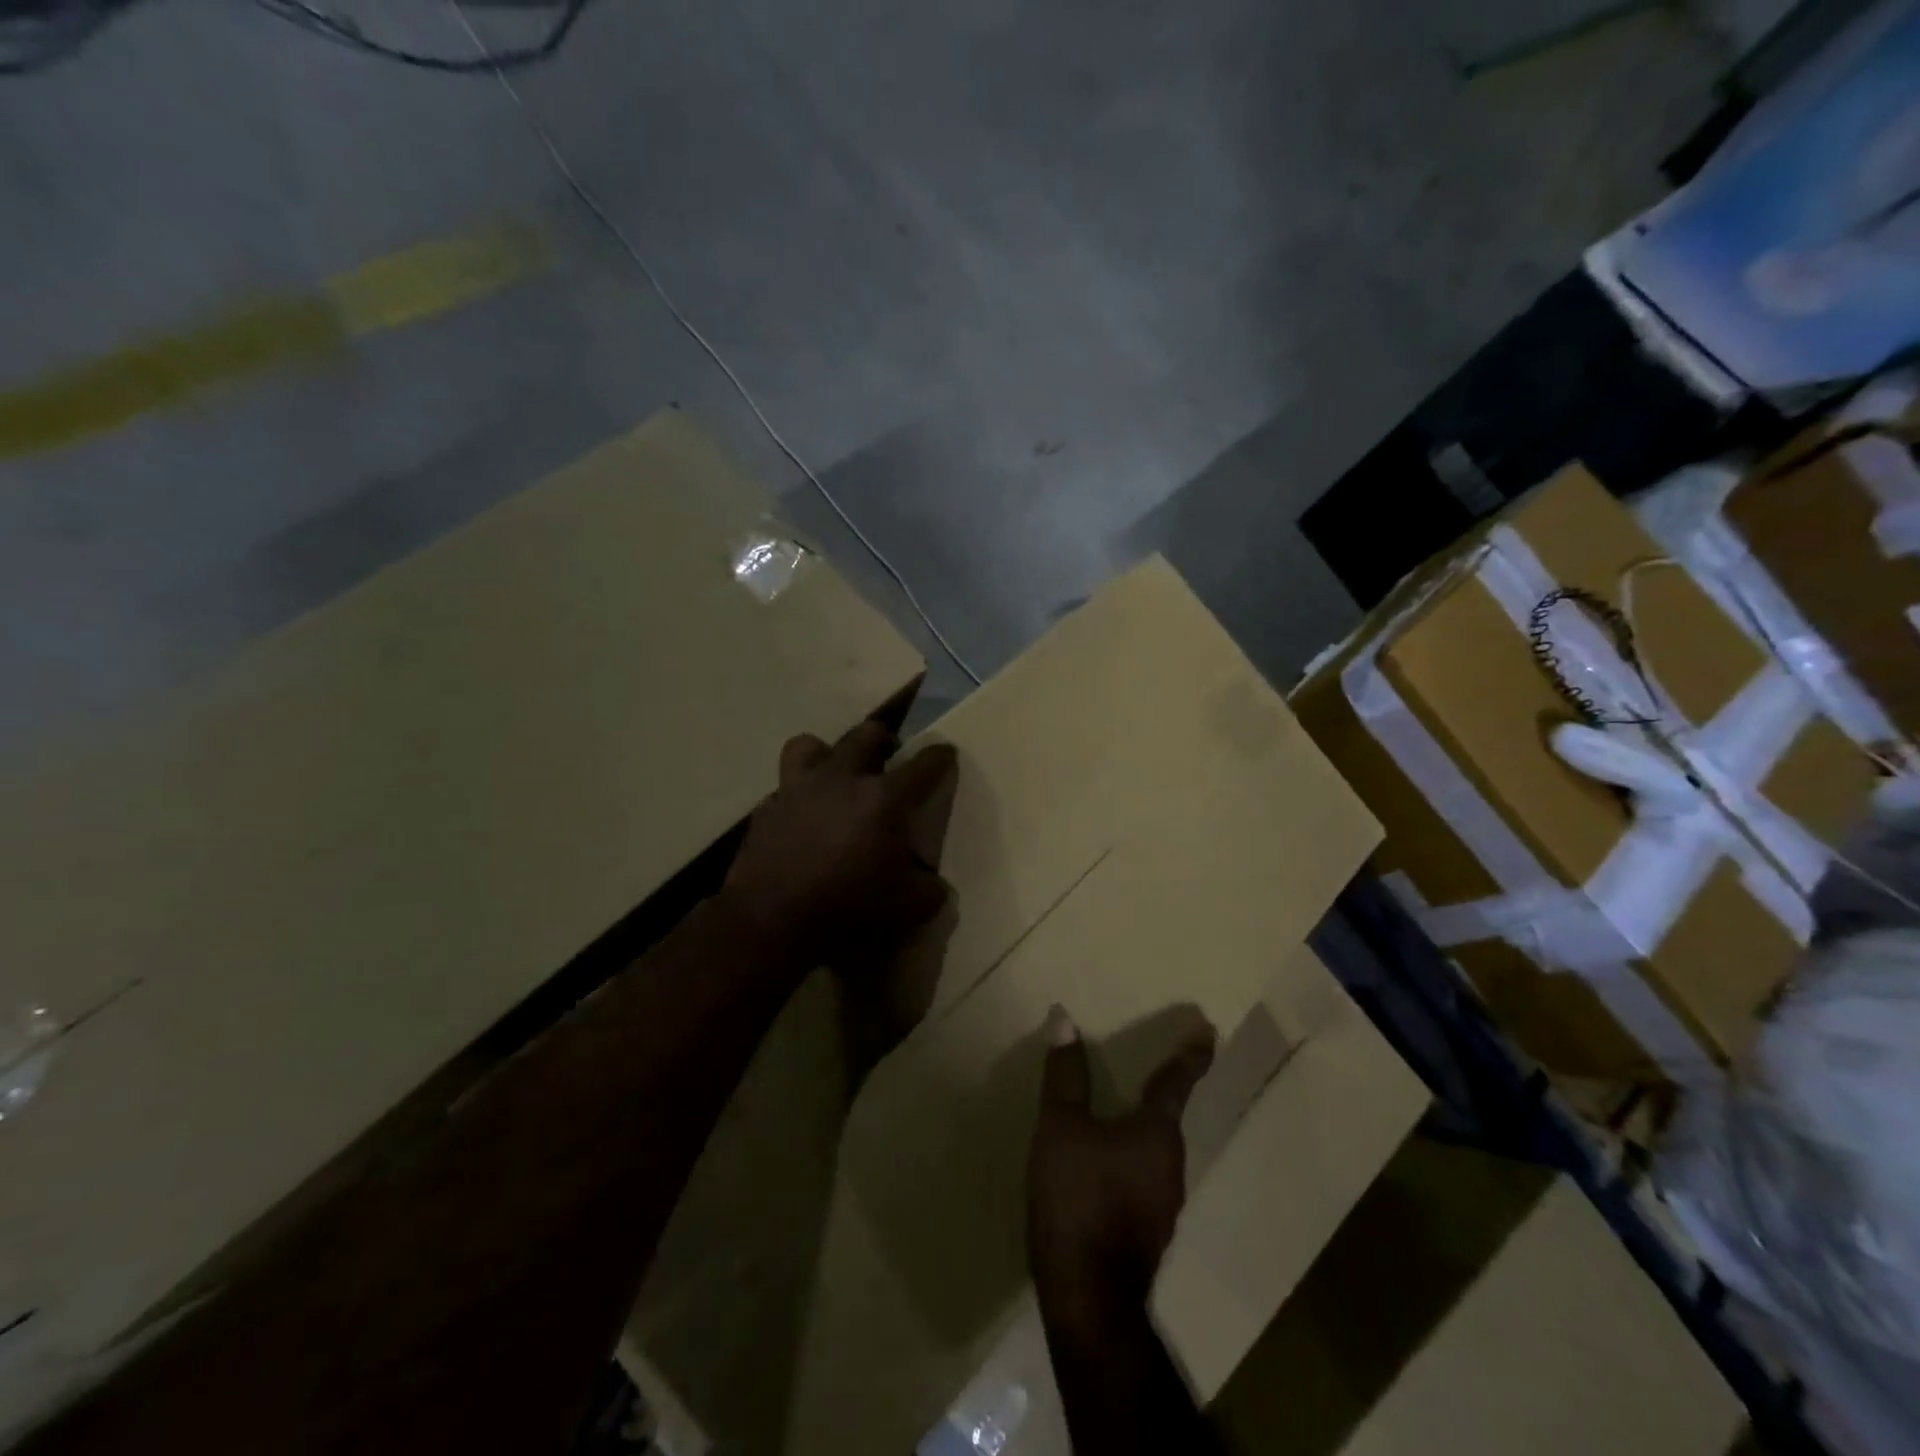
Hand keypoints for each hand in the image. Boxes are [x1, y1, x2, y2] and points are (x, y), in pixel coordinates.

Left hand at [721, 721, 955, 969]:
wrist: (772, 920)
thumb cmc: (849, 907)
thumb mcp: (909, 907)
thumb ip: (929, 889)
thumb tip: (933, 884)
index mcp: (882, 798)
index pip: (921, 766)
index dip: (938, 756)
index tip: (945, 751)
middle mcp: (840, 780)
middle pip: (864, 736)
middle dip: (882, 738)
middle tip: (889, 751)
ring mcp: (797, 790)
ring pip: (808, 745)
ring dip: (825, 752)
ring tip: (833, 770)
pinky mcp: (765, 810)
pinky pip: (783, 790)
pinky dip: (796, 797)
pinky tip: (801, 818)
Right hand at [1026, 1006, 1215, 1324]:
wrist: (1090, 1303)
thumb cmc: (1080, 1201)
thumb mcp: (1061, 1129)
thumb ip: (1065, 1076)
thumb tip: (1064, 1017)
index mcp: (1156, 1132)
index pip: (1176, 1081)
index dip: (1191, 1053)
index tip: (1209, 1029)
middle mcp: (1169, 1164)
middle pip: (1169, 1117)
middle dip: (1165, 1090)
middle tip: (1159, 1064)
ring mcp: (1161, 1203)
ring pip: (1154, 1151)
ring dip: (1144, 1127)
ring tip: (1124, 1110)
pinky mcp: (1145, 1232)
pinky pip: (1140, 1178)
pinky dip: (1128, 1158)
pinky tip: (1105, 1166)